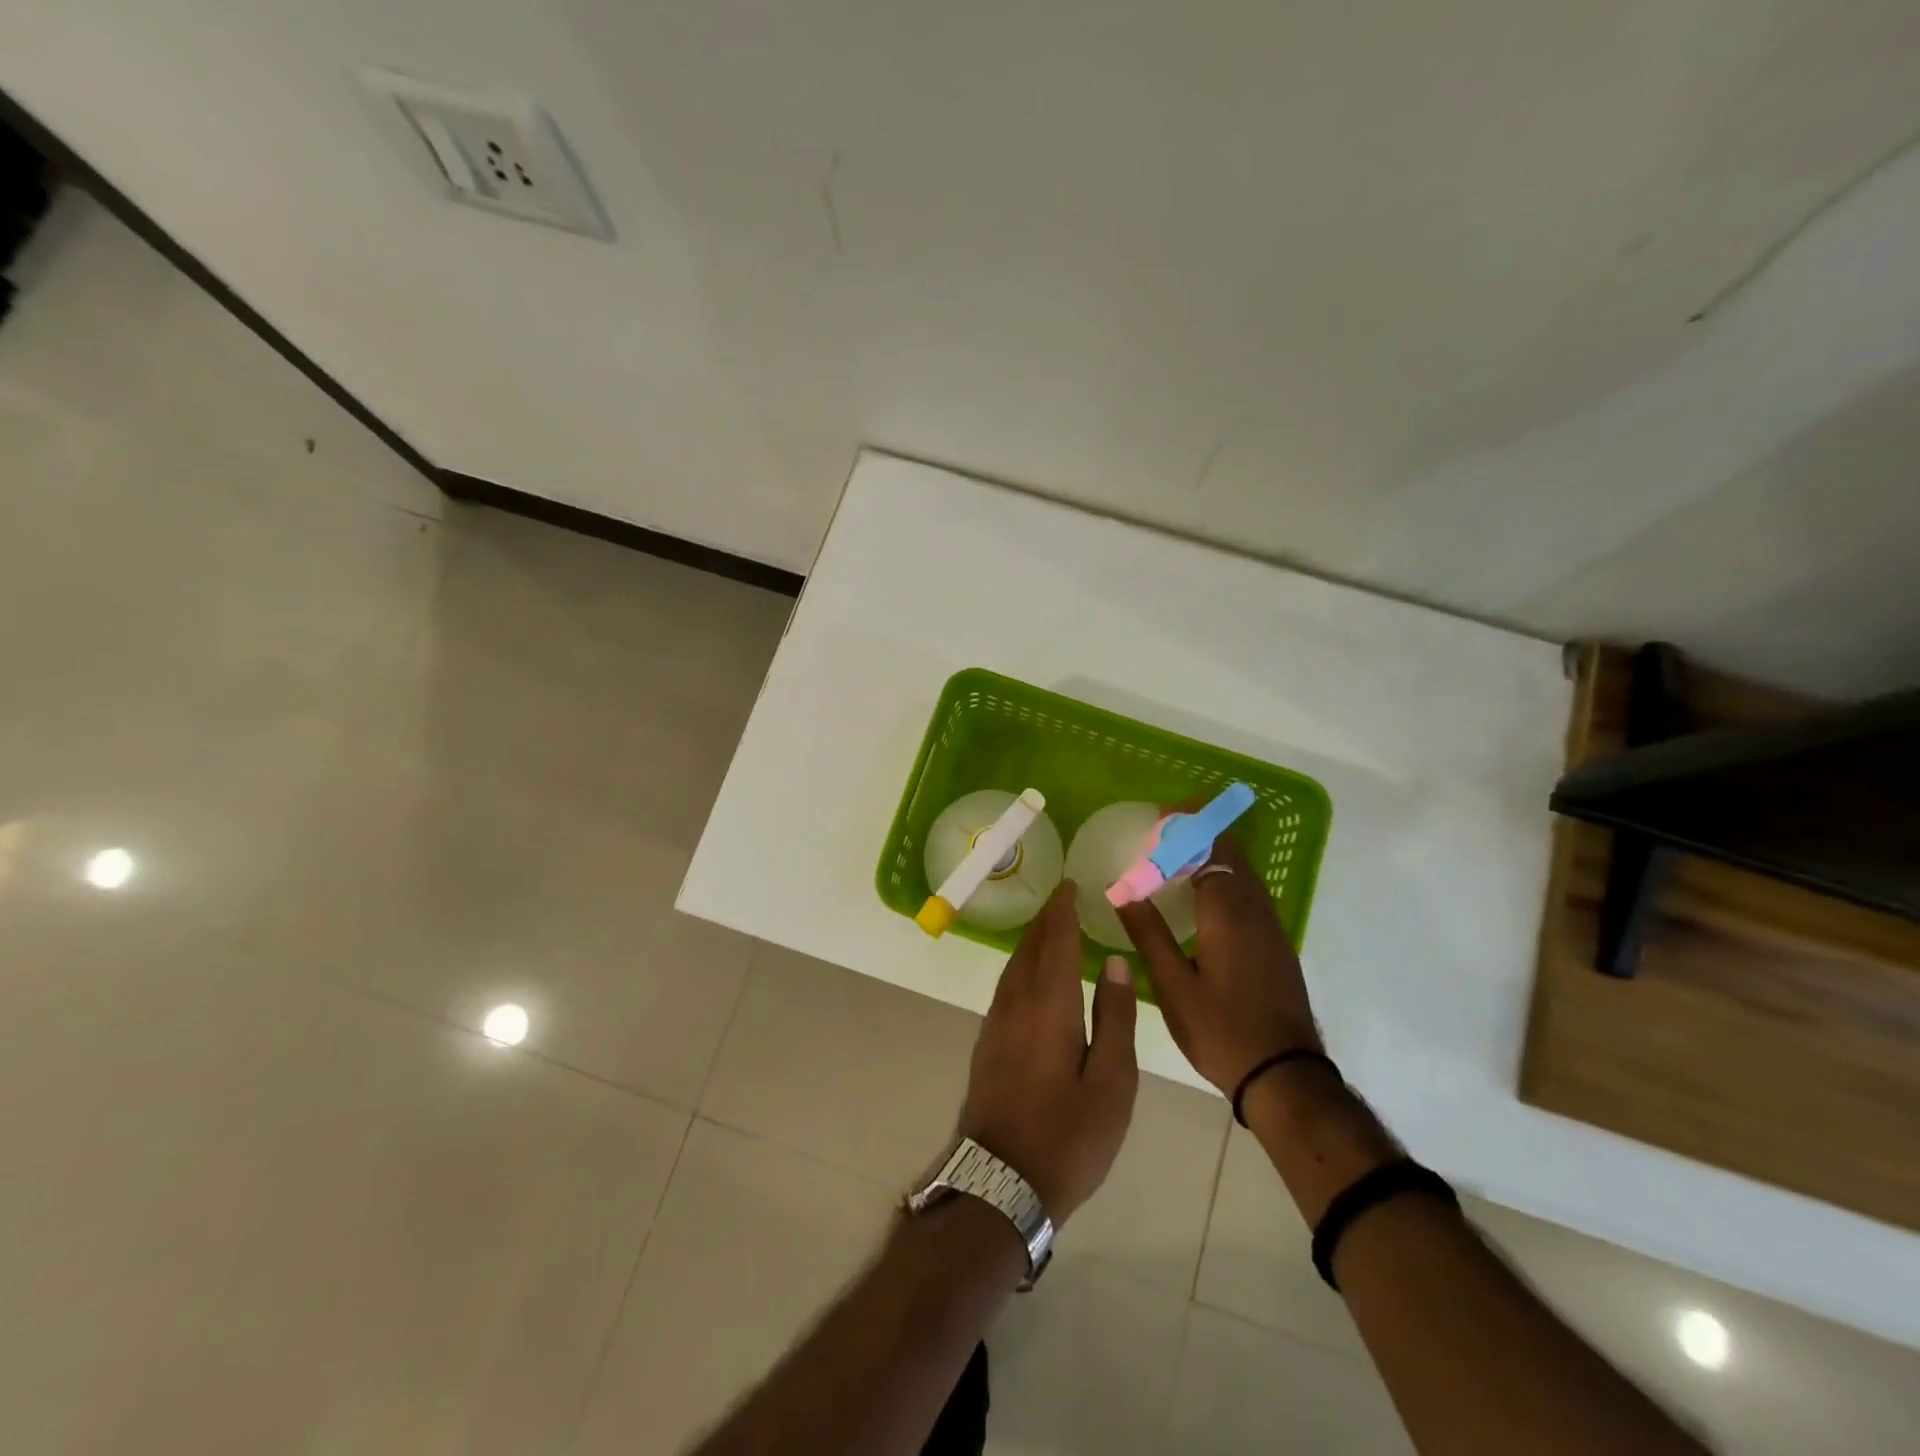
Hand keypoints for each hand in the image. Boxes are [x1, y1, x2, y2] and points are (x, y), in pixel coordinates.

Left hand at [959, 881, 1138, 1222]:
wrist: (1000, 1181)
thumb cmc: (1069, 1135)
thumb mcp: (1112, 1082)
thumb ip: (1116, 1018)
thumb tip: (1117, 963)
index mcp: (1050, 1005)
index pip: (1056, 942)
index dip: (1063, 911)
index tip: (1070, 885)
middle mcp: (1017, 1003)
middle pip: (1031, 948)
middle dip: (1047, 920)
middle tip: (1063, 898)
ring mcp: (996, 1023)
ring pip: (1014, 966)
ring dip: (1032, 941)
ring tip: (1050, 927)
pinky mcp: (987, 1043)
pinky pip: (1006, 985)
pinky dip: (1022, 965)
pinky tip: (1031, 974)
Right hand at [1114, 832, 1321, 1094]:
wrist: (1285, 1075)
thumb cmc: (1221, 1030)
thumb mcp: (1173, 985)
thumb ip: (1149, 934)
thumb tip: (1123, 891)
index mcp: (1227, 914)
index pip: (1209, 851)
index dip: (1187, 828)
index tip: (1162, 813)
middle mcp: (1254, 910)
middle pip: (1231, 855)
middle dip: (1202, 833)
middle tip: (1167, 827)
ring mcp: (1270, 927)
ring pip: (1244, 873)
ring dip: (1216, 853)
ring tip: (1182, 851)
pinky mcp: (1276, 944)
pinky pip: (1250, 892)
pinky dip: (1227, 876)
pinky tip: (1207, 893)